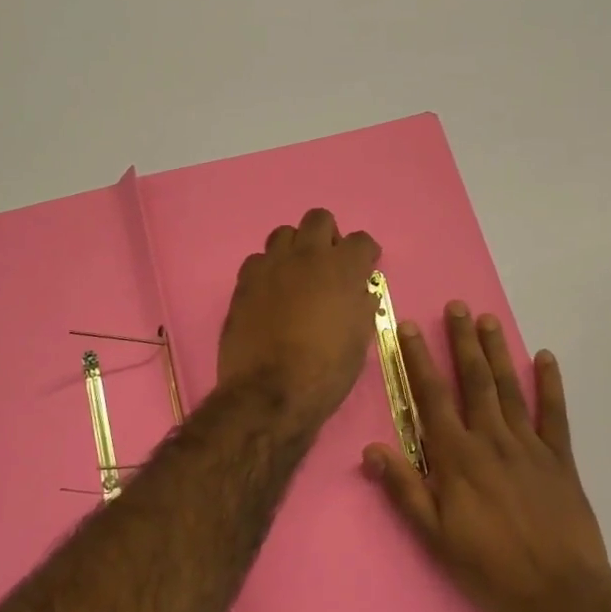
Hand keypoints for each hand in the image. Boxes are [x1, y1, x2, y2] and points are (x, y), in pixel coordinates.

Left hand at [218, 209, 381, 429]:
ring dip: (295, 248)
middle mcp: (307, 255)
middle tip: (329, 263)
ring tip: (297, 274)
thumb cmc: (326, 371)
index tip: (365, 265)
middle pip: (319, 219)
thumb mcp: (359, 340)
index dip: (365, 253)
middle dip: (328, 236)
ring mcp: (272, 265)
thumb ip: (361, 306)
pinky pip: (258, 260)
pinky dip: (268, 270)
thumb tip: (360, 292)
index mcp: (343, 268)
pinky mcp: (245, 280)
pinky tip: (270, 292)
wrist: (270, 392)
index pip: (361, 240)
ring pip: (284, 233)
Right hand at [365, 303, 610, 611]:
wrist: (561, 595)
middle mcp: (492, 440)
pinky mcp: (560, 459)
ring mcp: (529, 446)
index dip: (418, 359)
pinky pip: (554, 413)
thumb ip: (404, 489)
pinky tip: (546, 358)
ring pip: (509, 388)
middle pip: (474, 381)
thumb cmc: (489, 568)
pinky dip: (550, 384)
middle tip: (457, 306)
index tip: (410, 327)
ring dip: (497, 352)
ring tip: (488, 320)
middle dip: (462, 341)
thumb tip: (371, 449)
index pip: (432, 397)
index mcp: (457, 458)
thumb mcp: (435, 537)